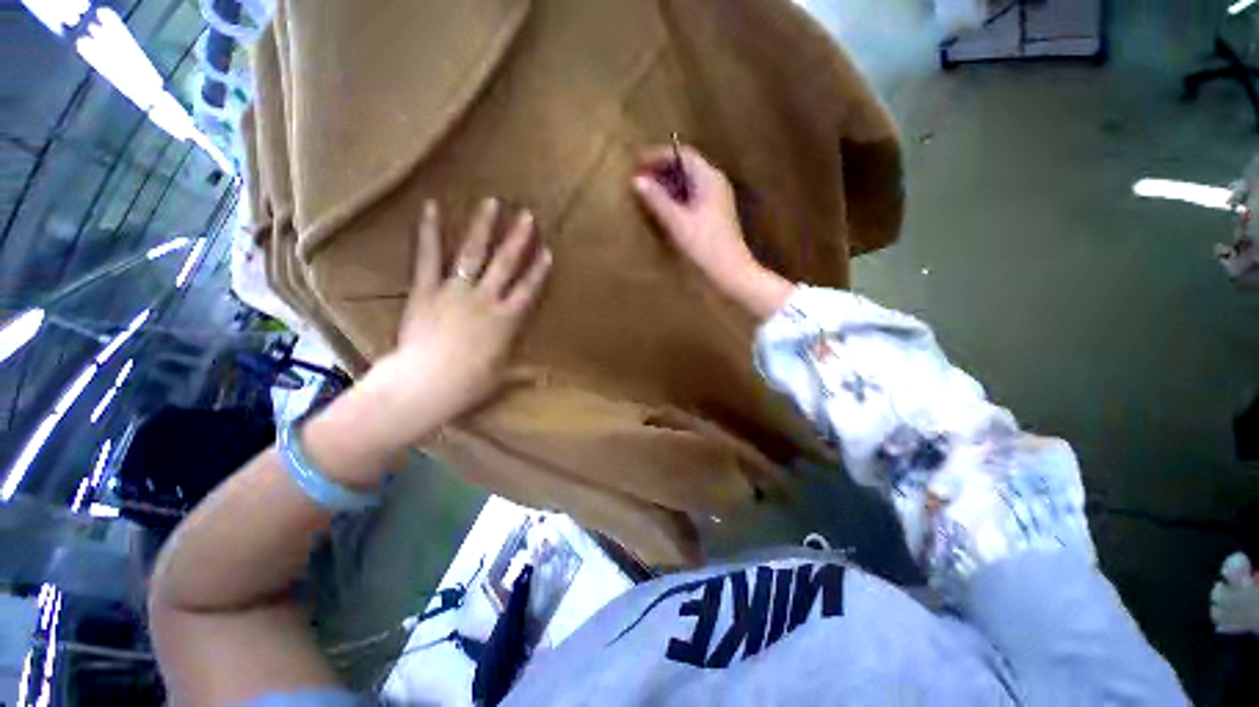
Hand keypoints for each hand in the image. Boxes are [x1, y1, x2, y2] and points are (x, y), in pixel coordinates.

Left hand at [360, 198, 551, 447]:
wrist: (427, 384)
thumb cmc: (469, 384)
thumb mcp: (502, 378)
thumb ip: (526, 374)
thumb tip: (549, 379)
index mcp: (507, 320)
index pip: (528, 290)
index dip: (539, 270)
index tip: (547, 251)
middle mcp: (486, 299)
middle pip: (506, 264)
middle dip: (519, 239)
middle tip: (528, 215)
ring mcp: (456, 291)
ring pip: (474, 254)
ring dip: (484, 227)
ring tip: (491, 202)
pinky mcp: (426, 290)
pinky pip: (428, 257)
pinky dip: (429, 232)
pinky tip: (432, 206)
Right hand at [633, 144, 793, 319]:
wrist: (730, 272)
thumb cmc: (704, 246)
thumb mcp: (677, 222)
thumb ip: (657, 200)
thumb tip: (637, 180)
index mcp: (709, 179)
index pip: (682, 154)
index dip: (658, 156)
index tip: (637, 164)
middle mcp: (715, 183)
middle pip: (686, 166)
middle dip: (661, 169)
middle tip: (638, 178)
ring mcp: (716, 199)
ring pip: (688, 182)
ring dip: (667, 184)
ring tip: (646, 192)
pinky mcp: (714, 214)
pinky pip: (691, 196)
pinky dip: (675, 197)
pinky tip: (663, 208)